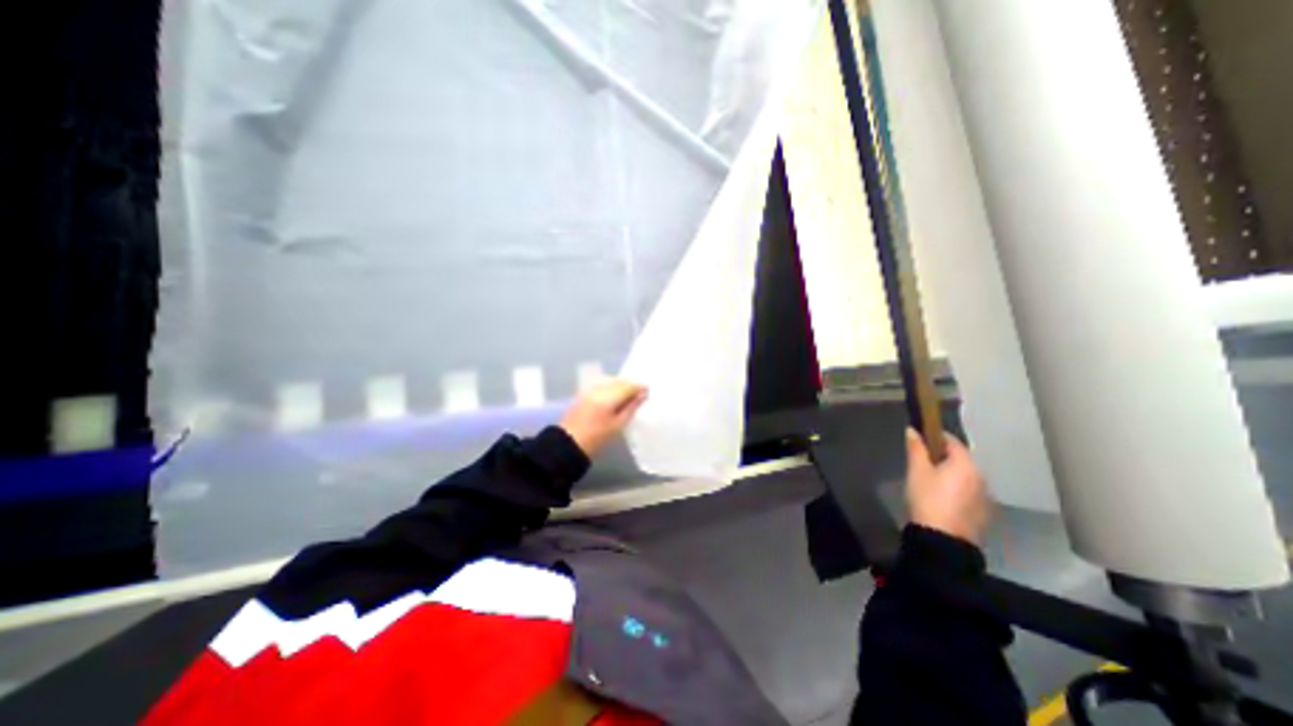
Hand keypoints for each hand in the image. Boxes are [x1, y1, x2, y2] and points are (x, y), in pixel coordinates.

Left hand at [561, 377, 651, 456]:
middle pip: (619, 381)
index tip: (648, 392)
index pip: (628, 386)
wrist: (568, 444)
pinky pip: (601, 385)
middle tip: (640, 394)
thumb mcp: (618, 425)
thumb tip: (643, 395)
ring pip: (610, 381)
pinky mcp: (583, 393)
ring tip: (628, 397)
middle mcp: (599, 389)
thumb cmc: (596, 438)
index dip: (639, 387)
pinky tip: (614, 397)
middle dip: (630, 385)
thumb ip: (631, 407)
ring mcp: (590, 390)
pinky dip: (610, 388)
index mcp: (608, 397)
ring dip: (620, 386)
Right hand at [901, 426, 993, 544]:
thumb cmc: (928, 498)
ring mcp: (985, 496)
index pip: (952, 441)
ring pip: (966, 476)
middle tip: (922, 460)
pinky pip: (969, 491)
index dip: (935, 436)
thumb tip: (913, 430)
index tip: (920, 438)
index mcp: (966, 464)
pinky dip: (957, 488)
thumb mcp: (916, 471)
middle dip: (943, 456)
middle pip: (961, 459)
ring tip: (930, 479)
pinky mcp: (983, 512)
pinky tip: (941, 496)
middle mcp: (981, 477)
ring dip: (951, 473)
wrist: (943, 539)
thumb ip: (916, 448)